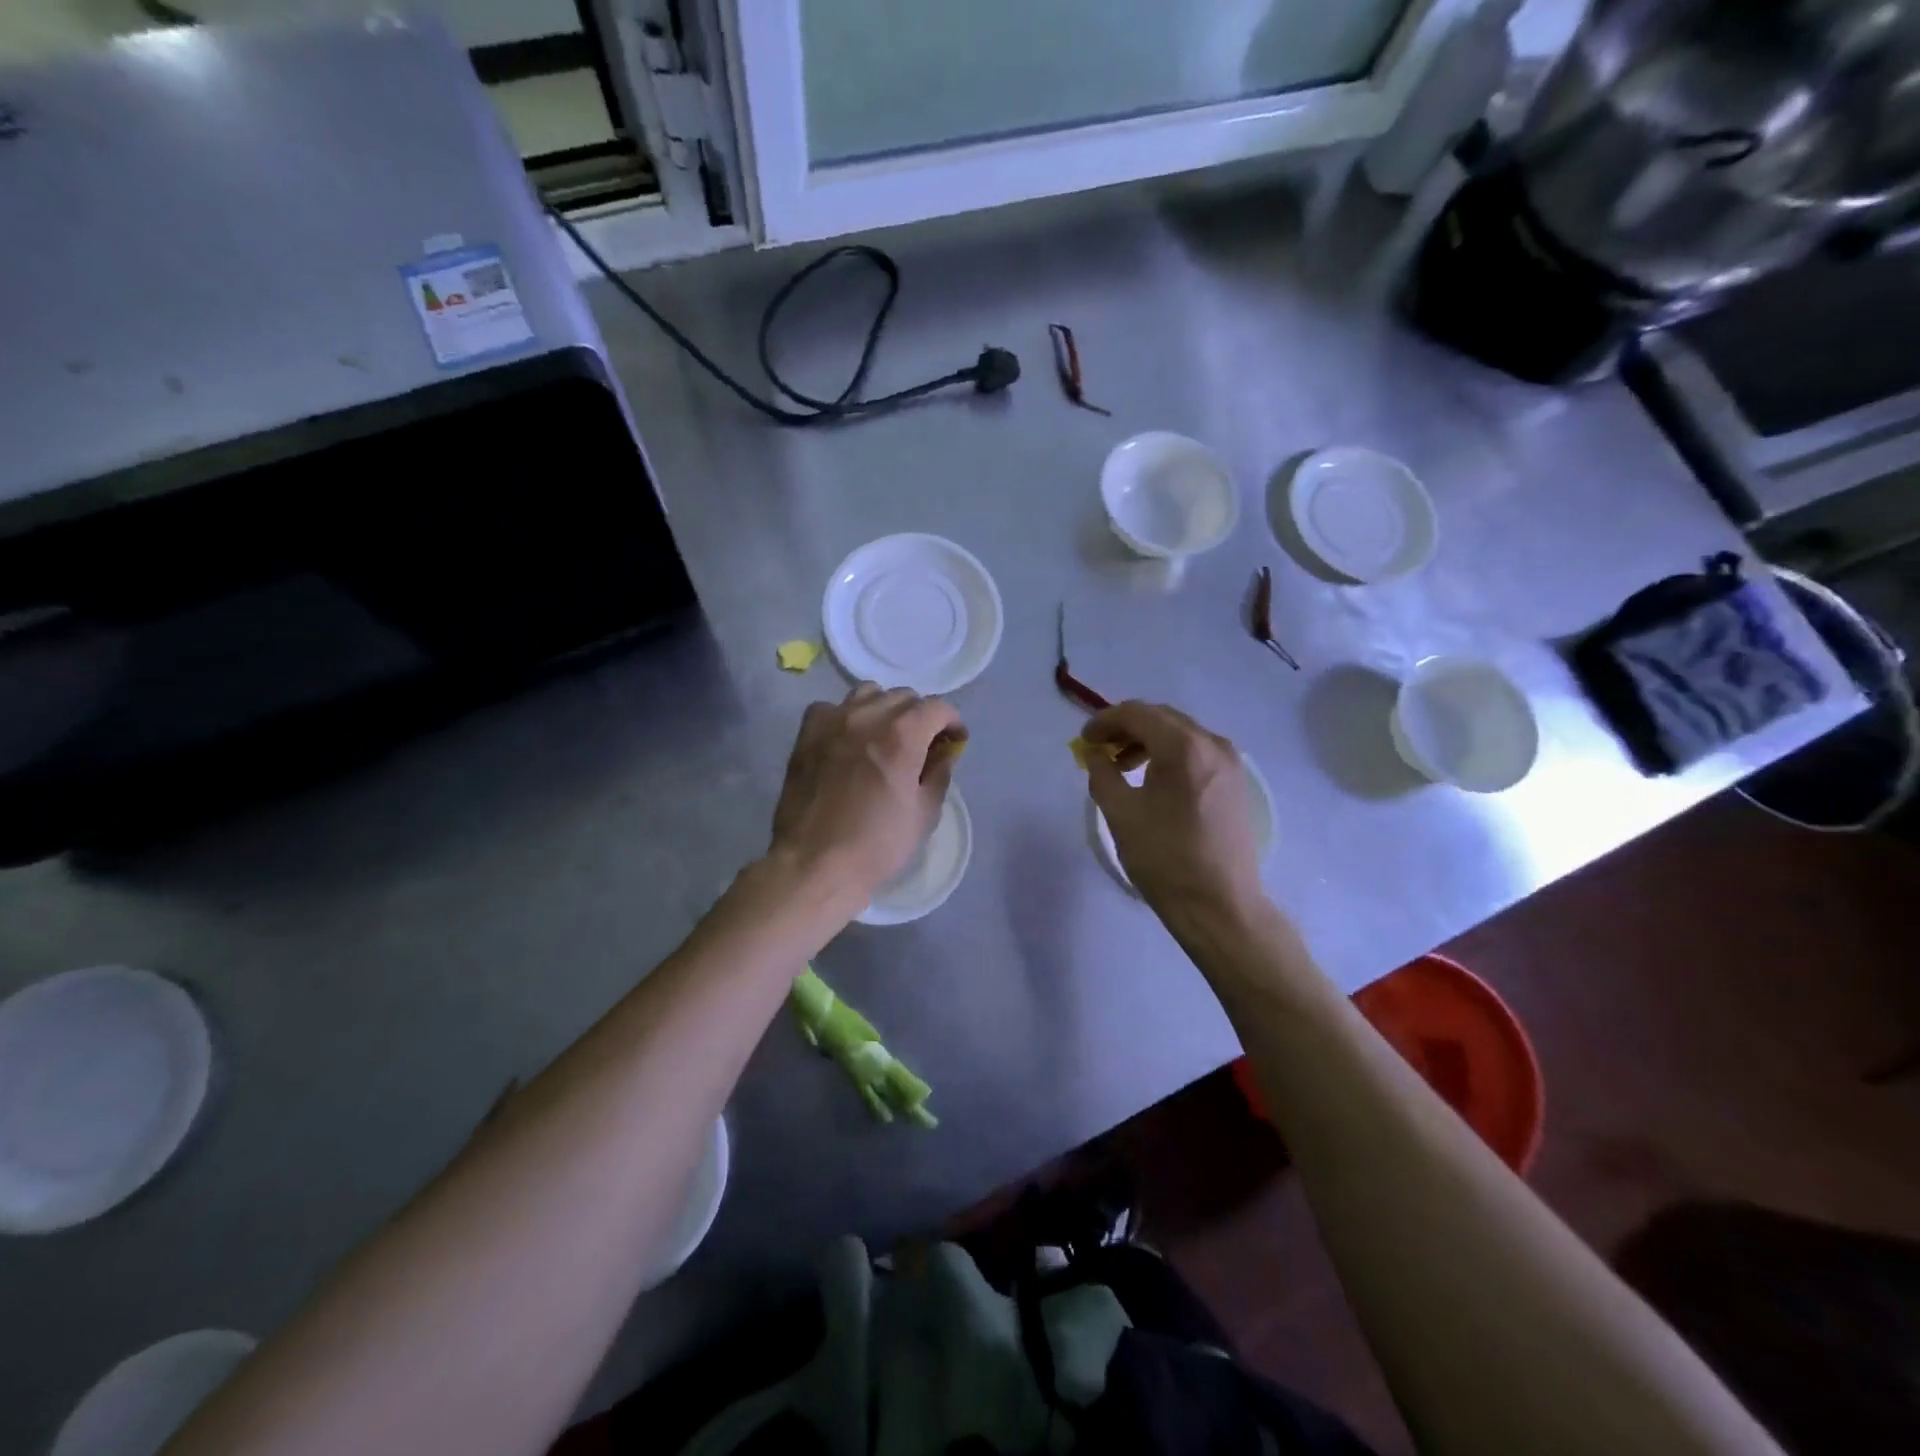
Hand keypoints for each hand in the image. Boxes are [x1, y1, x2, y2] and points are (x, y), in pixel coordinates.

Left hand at [770, 683, 964, 904]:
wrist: (814, 863)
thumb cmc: (876, 845)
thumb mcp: (924, 814)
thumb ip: (938, 774)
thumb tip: (943, 754)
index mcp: (902, 735)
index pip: (937, 707)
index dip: (952, 722)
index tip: (954, 741)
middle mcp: (868, 716)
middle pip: (904, 697)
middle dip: (920, 716)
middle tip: (922, 744)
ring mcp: (833, 721)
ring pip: (868, 694)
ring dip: (884, 709)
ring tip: (884, 736)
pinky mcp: (807, 734)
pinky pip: (831, 708)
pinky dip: (846, 717)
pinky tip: (847, 740)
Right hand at [1082, 701, 1263, 920]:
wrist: (1220, 906)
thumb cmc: (1165, 859)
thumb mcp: (1121, 814)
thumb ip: (1101, 774)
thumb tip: (1094, 753)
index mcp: (1184, 748)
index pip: (1137, 714)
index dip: (1104, 721)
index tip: (1084, 741)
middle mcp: (1213, 744)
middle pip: (1161, 718)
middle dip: (1126, 728)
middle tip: (1099, 750)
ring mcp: (1230, 763)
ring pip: (1180, 734)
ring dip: (1147, 741)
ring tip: (1122, 767)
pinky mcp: (1236, 783)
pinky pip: (1197, 753)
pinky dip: (1169, 755)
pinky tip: (1152, 781)